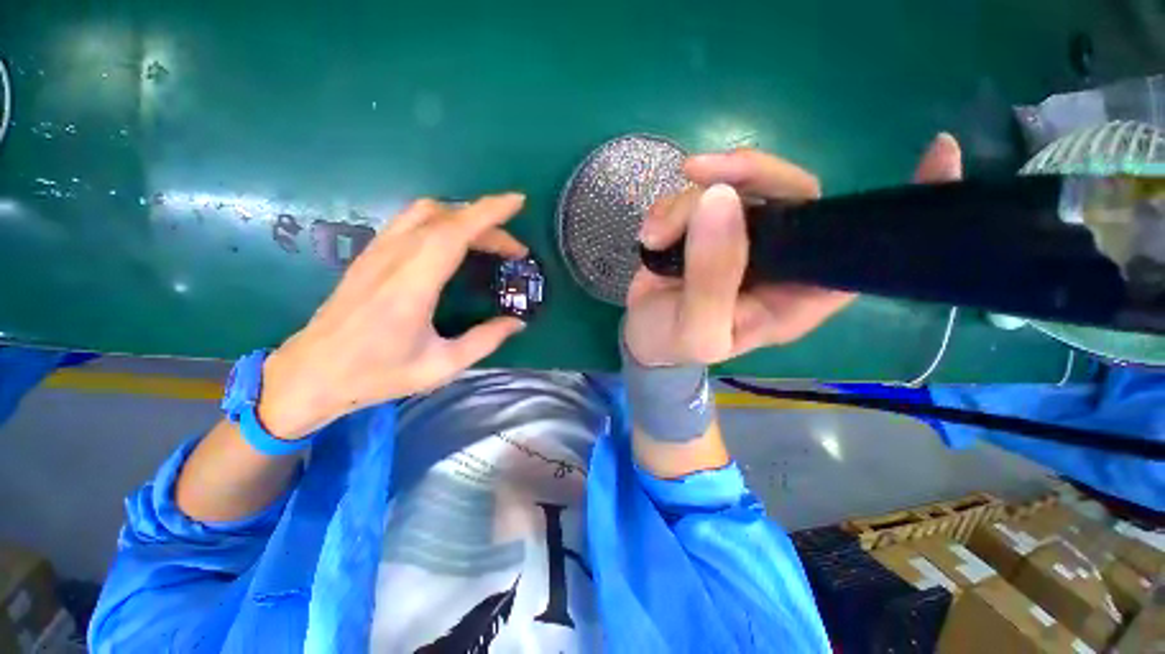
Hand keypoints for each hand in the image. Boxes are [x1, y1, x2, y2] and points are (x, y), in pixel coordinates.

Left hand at [257, 195, 529, 439]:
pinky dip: (442, 221)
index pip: (454, 231)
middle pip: (445, 218)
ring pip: (425, 212)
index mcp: (412, 284)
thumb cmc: (377, 374)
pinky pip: (410, 221)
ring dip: (463, 218)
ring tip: (489, 241)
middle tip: (514, 250)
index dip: (488, 212)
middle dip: (488, 223)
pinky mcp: (369, 254)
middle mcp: (393, 258)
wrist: (311, 374)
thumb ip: (485, 340)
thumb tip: (517, 322)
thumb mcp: (442, 365)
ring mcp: (377, 252)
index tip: (517, 201)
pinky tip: (455, 242)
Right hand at [624, 133, 963, 365]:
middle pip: (793, 193)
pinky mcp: (707, 226)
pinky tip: (650, 235)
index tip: (938, 152)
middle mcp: (780, 259)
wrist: (642, 335)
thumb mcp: (697, 329)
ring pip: (735, 187)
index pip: (859, 251)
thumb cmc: (674, 343)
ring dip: (686, 203)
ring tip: (655, 236)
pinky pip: (698, 194)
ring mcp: (742, 237)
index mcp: (796, 295)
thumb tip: (721, 200)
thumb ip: (712, 278)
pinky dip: (668, 207)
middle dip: (746, 175)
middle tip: (697, 174)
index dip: (898, 208)